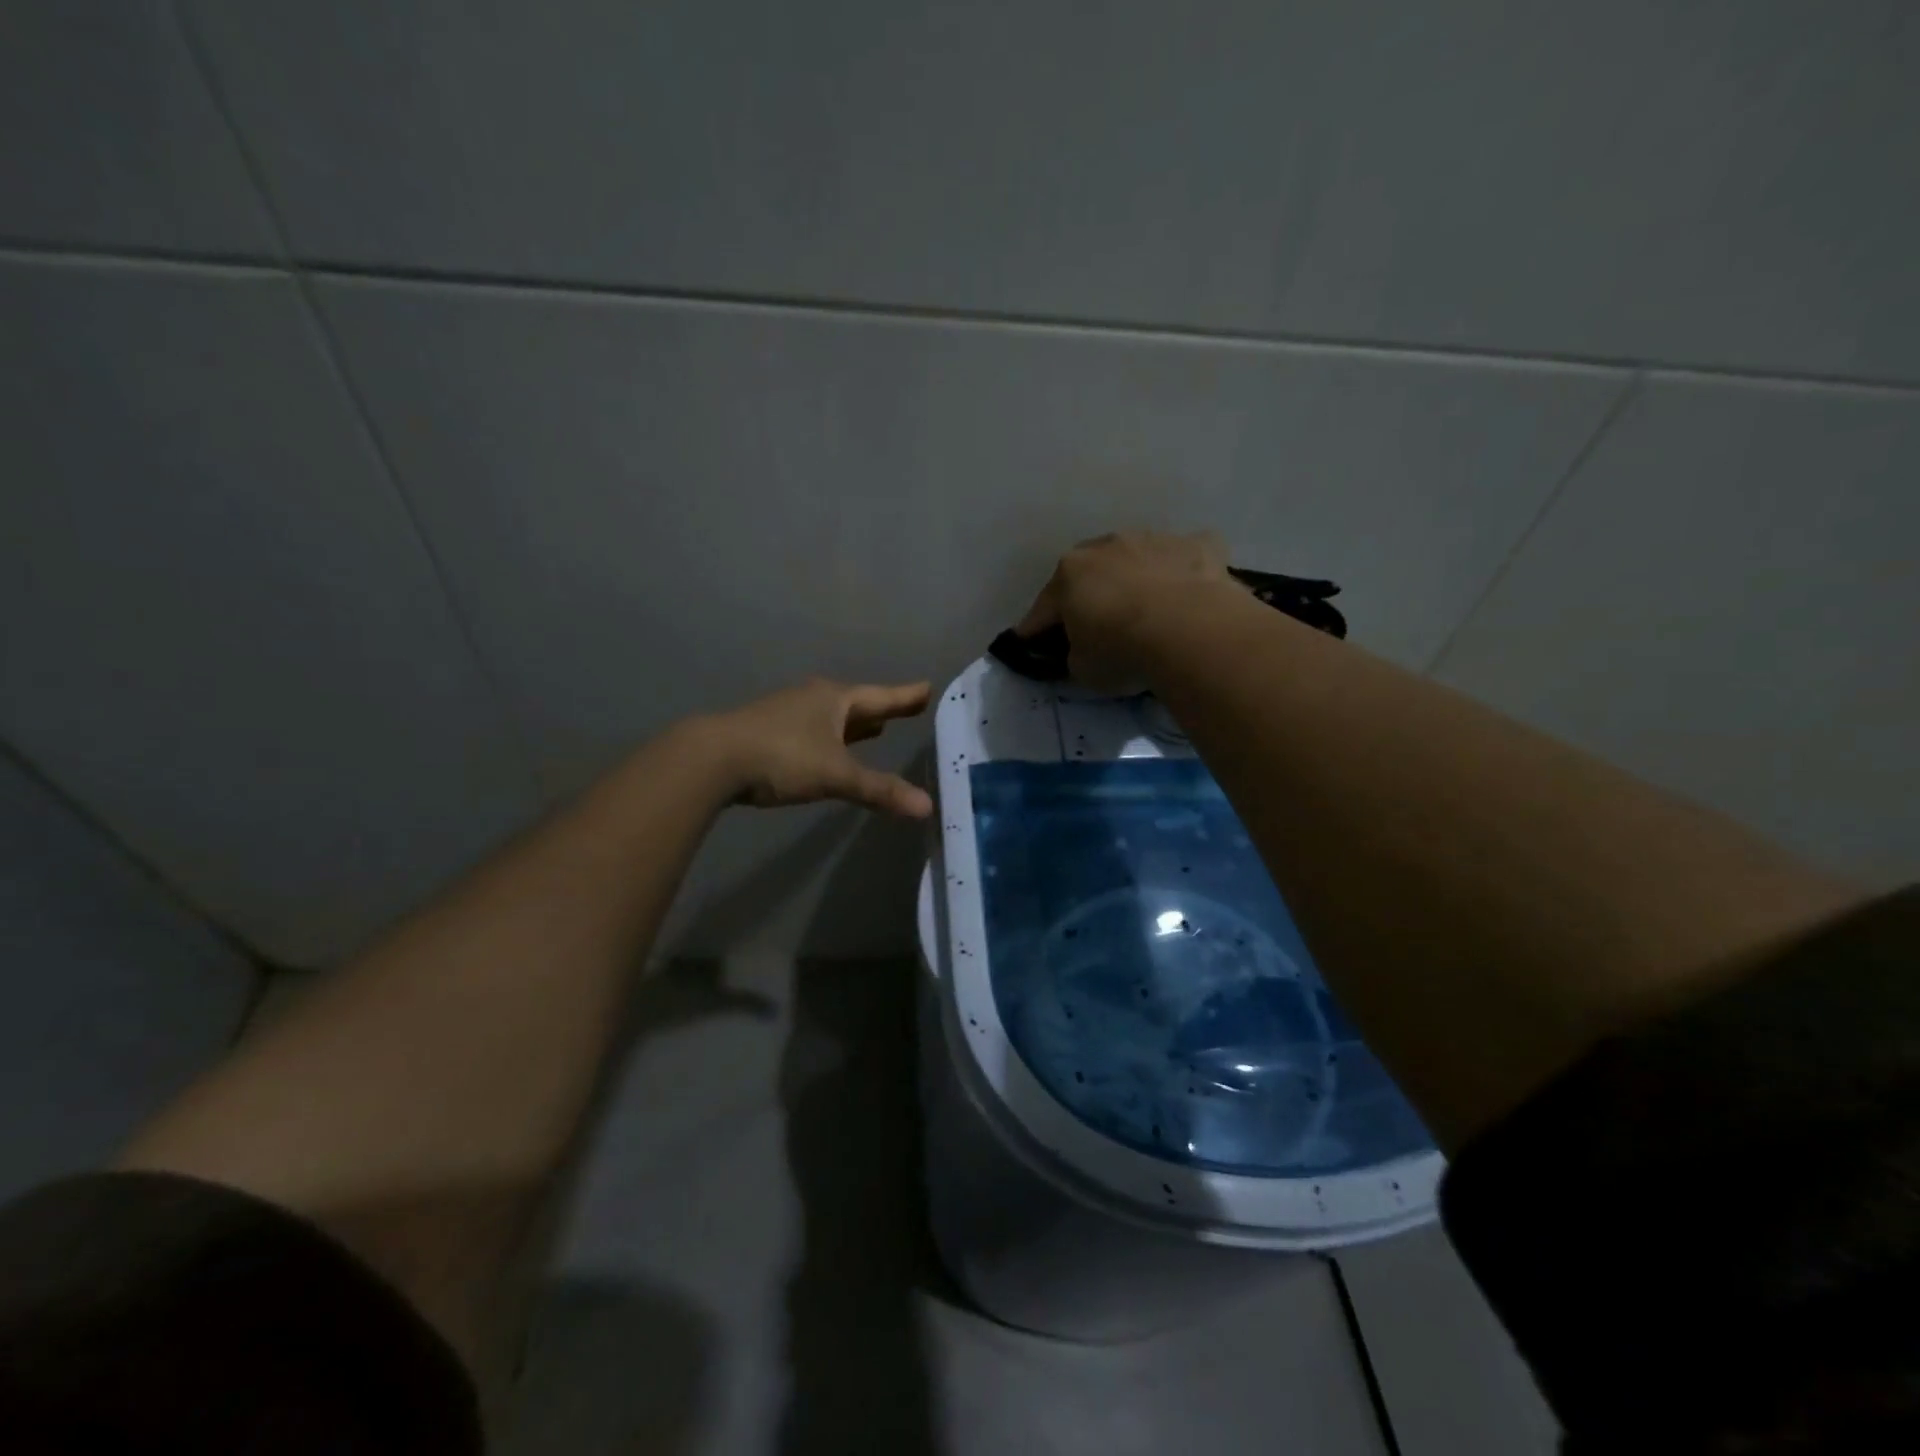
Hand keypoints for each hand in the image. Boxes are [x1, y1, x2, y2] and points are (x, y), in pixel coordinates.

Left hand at [703, 677, 933, 818]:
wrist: (712, 758)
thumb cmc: (782, 756)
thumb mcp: (836, 775)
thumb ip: (879, 790)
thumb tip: (926, 806)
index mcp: (834, 700)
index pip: (880, 697)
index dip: (906, 697)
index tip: (928, 688)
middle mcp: (813, 699)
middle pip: (857, 704)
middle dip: (881, 710)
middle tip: (907, 708)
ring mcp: (787, 713)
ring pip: (832, 717)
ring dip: (855, 724)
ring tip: (876, 729)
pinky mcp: (769, 731)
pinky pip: (814, 730)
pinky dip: (831, 737)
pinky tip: (830, 749)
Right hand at [1016, 531, 1236, 691]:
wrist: (1191, 631)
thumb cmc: (1122, 651)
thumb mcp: (1083, 669)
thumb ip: (1075, 654)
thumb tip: (1083, 648)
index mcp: (1069, 573)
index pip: (1044, 607)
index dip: (1036, 628)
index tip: (1031, 643)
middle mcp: (1107, 545)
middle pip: (1091, 573)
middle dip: (1089, 594)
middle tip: (1096, 623)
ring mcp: (1154, 539)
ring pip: (1138, 560)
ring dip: (1137, 579)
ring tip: (1149, 610)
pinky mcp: (1199, 543)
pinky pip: (1185, 558)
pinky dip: (1183, 574)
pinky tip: (1191, 595)